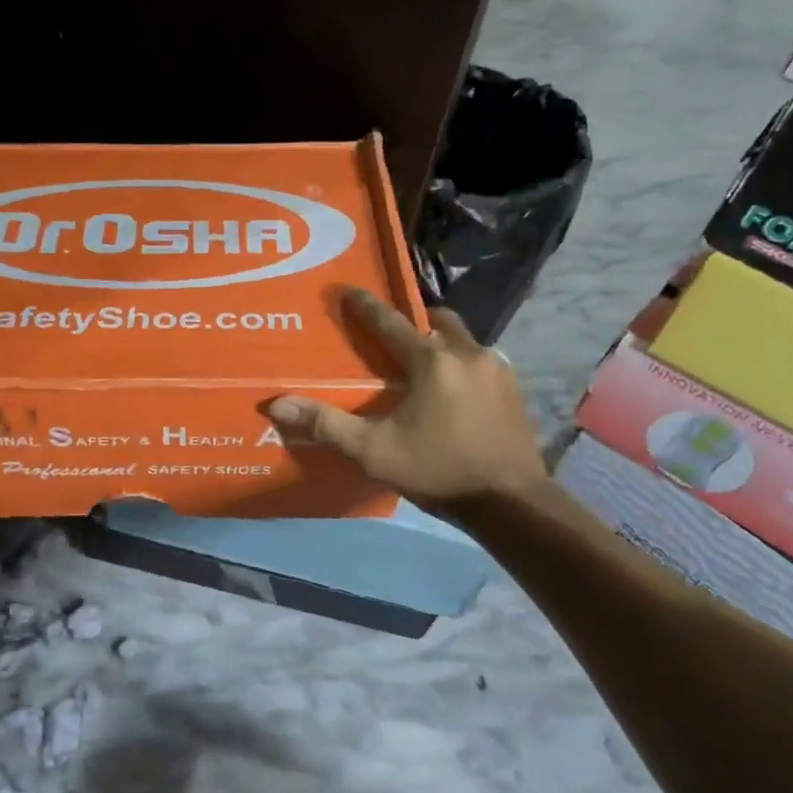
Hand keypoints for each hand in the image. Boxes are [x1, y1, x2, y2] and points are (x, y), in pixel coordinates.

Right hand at [268, 289, 546, 508]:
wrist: (510, 502)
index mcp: (431, 361)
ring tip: (420, 364)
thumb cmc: (438, 470)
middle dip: (413, 320)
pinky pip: (480, 361)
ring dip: (440, 342)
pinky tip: (451, 390)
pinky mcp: (513, 388)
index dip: (366, 305)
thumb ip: (326, 424)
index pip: (391, 321)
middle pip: (436, 321)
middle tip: (392, 334)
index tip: (348, 290)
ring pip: (462, 339)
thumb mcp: (374, 451)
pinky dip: (460, 363)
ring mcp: (497, 368)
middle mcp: (467, 353)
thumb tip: (278, 405)